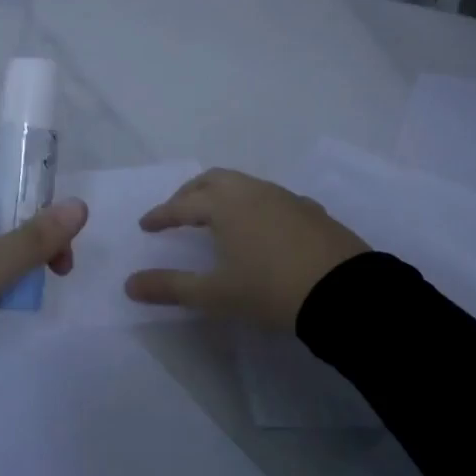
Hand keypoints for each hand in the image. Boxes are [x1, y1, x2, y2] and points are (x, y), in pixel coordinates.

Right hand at [124, 168, 368, 331]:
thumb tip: (129, 284)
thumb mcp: (215, 294)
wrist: (345, 293)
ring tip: (215, 219)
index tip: (146, 226)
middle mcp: (254, 192)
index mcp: (225, 205)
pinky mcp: (311, 212)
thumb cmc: (270, 290)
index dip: (161, 215)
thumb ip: (170, 287)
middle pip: (213, 180)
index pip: (183, 205)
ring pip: (245, 185)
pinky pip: (271, 199)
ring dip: (222, 196)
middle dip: (190, 193)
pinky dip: (252, 206)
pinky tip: (259, 228)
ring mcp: (286, 198)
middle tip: (177, 212)